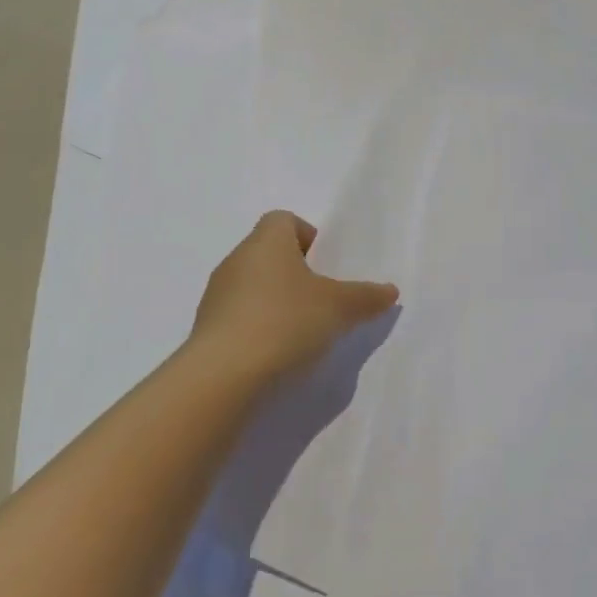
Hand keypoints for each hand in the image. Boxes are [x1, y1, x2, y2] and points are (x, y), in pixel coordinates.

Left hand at [190, 211, 398, 382]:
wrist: (222, 376)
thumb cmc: (285, 322)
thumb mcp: (338, 308)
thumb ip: (366, 297)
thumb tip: (390, 290)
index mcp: (266, 242)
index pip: (284, 220)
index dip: (308, 237)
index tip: (327, 266)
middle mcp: (236, 260)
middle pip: (270, 254)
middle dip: (297, 274)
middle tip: (323, 302)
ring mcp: (216, 296)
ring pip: (254, 287)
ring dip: (277, 303)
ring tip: (302, 334)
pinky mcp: (206, 330)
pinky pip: (239, 318)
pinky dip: (259, 329)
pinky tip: (277, 355)